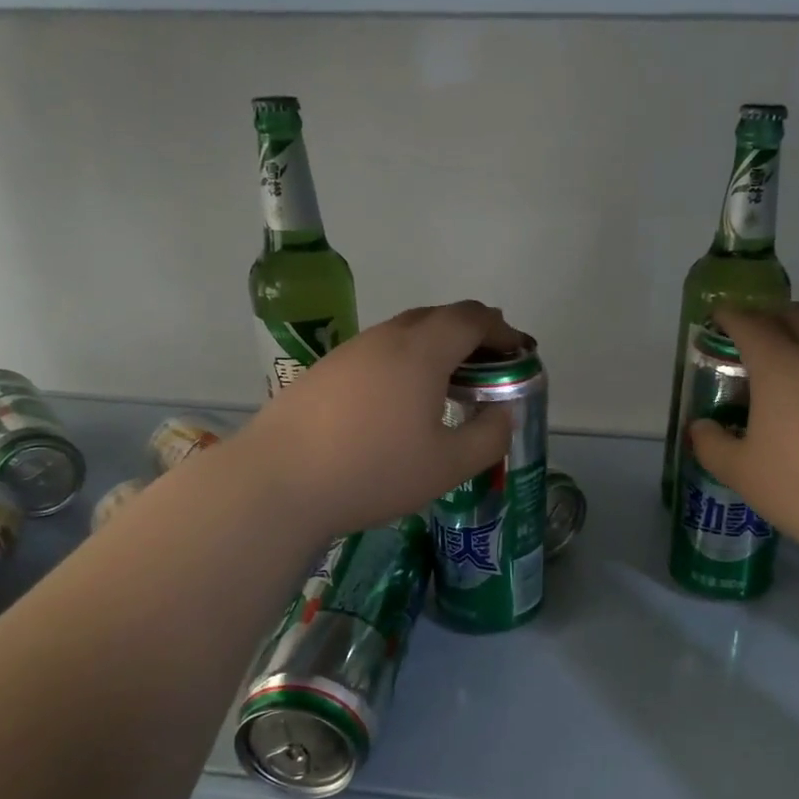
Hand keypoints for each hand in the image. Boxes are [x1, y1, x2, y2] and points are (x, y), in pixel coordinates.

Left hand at [235, 301, 521, 539]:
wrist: (278, 482)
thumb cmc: (373, 471)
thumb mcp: (448, 465)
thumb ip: (488, 436)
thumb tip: (502, 413)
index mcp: (421, 351)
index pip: (472, 318)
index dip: (503, 330)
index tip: (520, 352)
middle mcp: (385, 338)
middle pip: (438, 317)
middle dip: (472, 334)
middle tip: (489, 366)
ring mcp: (349, 352)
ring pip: (403, 334)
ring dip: (435, 348)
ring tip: (449, 384)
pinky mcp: (323, 372)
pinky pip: (377, 354)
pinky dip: (404, 363)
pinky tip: (399, 402)